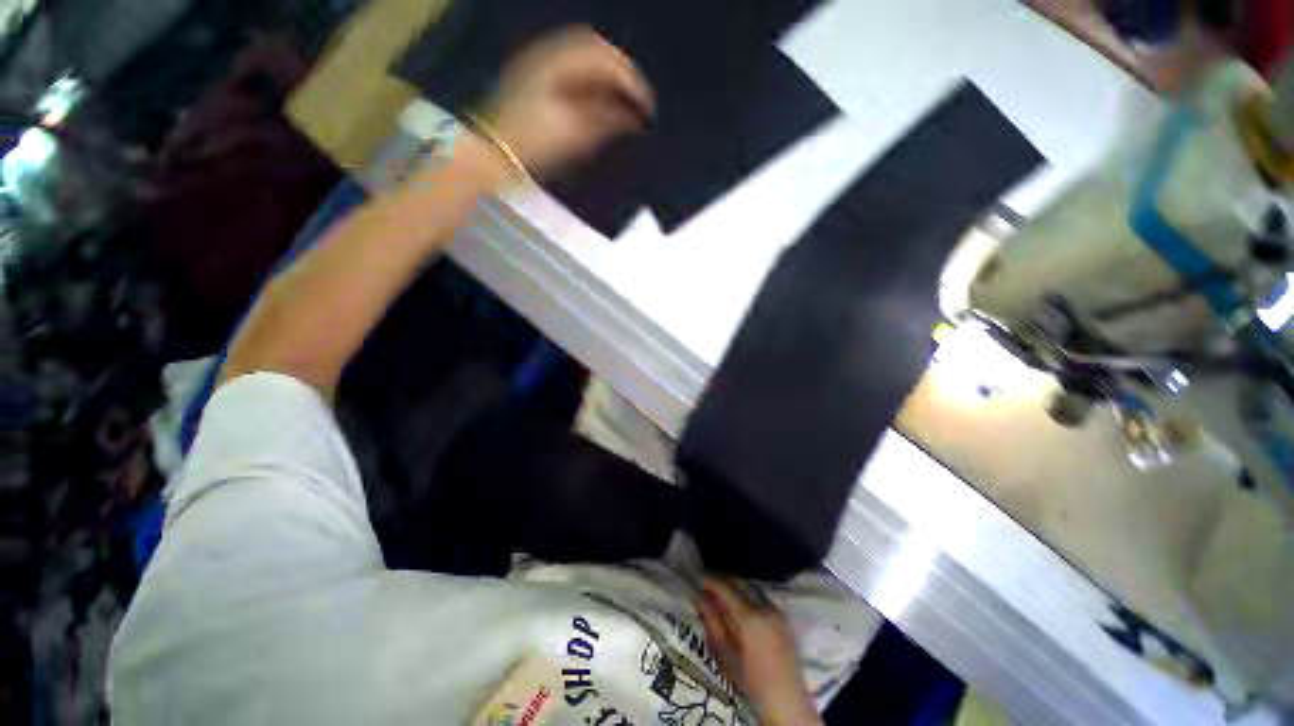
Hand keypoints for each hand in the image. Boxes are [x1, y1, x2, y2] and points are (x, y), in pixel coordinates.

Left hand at [482, 27, 653, 177]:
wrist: (495, 150)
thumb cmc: (533, 143)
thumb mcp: (573, 134)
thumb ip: (605, 121)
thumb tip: (633, 118)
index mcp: (560, 63)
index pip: (606, 59)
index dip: (631, 81)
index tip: (647, 106)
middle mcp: (550, 53)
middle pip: (596, 48)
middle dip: (623, 72)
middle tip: (639, 100)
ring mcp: (541, 64)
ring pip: (585, 56)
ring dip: (609, 75)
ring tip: (624, 101)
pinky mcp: (537, 77)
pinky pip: (573, 68)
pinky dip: (593, 81)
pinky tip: (601, 100)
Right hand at [696, 578, 821, 725]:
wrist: (786, 703)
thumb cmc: (750, 683)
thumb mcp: (725, 655)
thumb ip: (712, 622)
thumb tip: (699, 597)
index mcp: (749, 617)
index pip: (726, 588)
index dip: (710, 581)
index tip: (697, 580)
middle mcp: (765, 608)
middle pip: (740, 582)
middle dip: (722, 580)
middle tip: (707, 585)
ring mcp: (777, 611)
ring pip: (752, 587)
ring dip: (736, 586)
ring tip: (721, 593)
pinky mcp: (783, 618)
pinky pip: (761, 596)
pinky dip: (748, 594)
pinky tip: (740, 603)